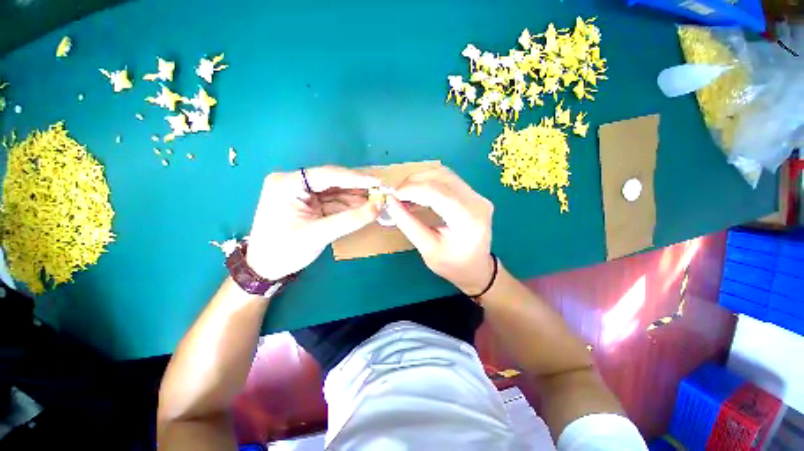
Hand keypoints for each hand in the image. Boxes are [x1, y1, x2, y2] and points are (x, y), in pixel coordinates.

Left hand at [246, 166, 380, 279]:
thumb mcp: (319, 234)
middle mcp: (293, 182)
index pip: (327, 175)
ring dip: (356, 197)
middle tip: (382, 191)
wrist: (265, 269)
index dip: (356, 178)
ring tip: (378, 200)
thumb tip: (379, 206)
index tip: (379, 182)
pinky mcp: (308, 203)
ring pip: (335, 191)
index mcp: (287, 184)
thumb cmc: (285, 251)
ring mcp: (301, 192)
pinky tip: (365, 207)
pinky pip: (333, 201)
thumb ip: (351, 219)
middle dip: (358, 188)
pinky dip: (349, 206)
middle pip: (333, 181)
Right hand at [385, 166, 494, 294]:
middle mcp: (477, 202)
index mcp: (468, 220)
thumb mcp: (427, 248)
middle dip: (414, 182)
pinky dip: (429, 181)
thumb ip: (408, 223)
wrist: (476, 268)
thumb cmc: (452, 265)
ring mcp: (477, 196)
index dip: (412, 189)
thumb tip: (390, 201)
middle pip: (441, 178)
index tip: (392, 195)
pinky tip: (418, 190)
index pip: (438, 193)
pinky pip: (448, 179)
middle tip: (396, 193)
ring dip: (421, 179)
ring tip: (404, 192)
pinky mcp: (473, 194)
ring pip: (444, 174)